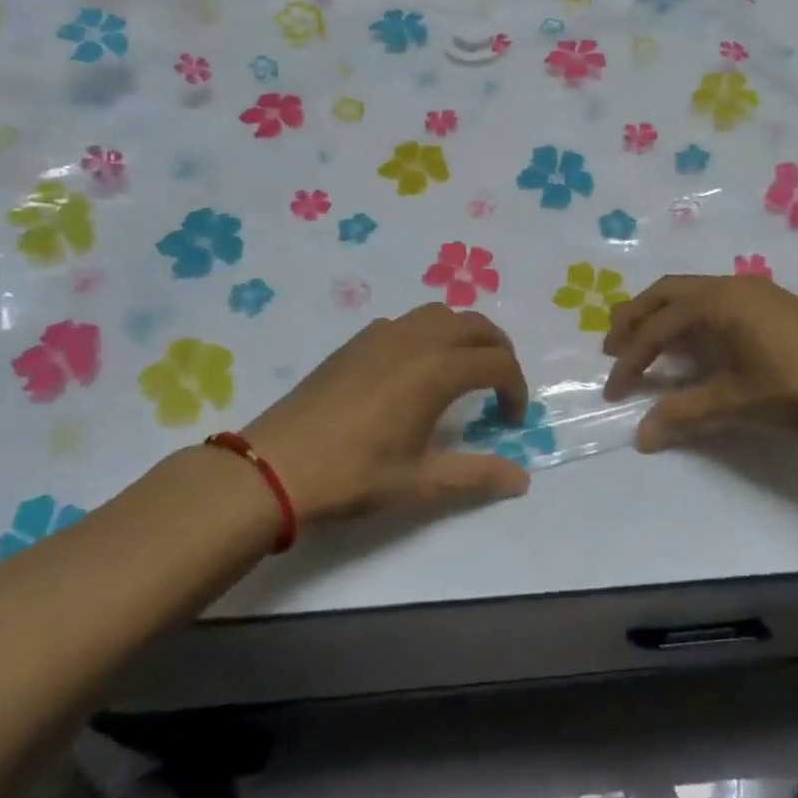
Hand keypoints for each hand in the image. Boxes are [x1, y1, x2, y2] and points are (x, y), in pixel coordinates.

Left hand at [242, 304, 530, 523]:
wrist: (275, 466)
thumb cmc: (353, 475)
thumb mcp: (421, 483)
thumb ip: (477, 476)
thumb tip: (522, 479)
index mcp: (436, 370)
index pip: (497, 363)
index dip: (515, 389)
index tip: (511, 422)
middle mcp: (415, 340)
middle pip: (475, 325)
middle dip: (498, 351)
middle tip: (500, 387)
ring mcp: (382, 335)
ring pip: (440, 314)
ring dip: (465, 335)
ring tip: (464, 370)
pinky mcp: (356, 341)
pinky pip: (408, 321)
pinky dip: (429, 333)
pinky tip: (416, 370)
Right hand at [602, 274, 797, 451]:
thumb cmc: (797, 388)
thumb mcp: (736, 403)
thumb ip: (685, 414)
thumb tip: (641, 435)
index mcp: (717, 302)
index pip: (657, 328)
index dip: (630, 359)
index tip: (614, 391)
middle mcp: (731, 286)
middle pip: (667, 293)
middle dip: (635, 317)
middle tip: (612, 346)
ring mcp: (756, 292)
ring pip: (693, 293)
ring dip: (663, 313)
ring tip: (645, 340)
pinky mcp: (774, 305)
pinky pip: (716, 300)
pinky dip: (691, 316)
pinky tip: (695, 342)